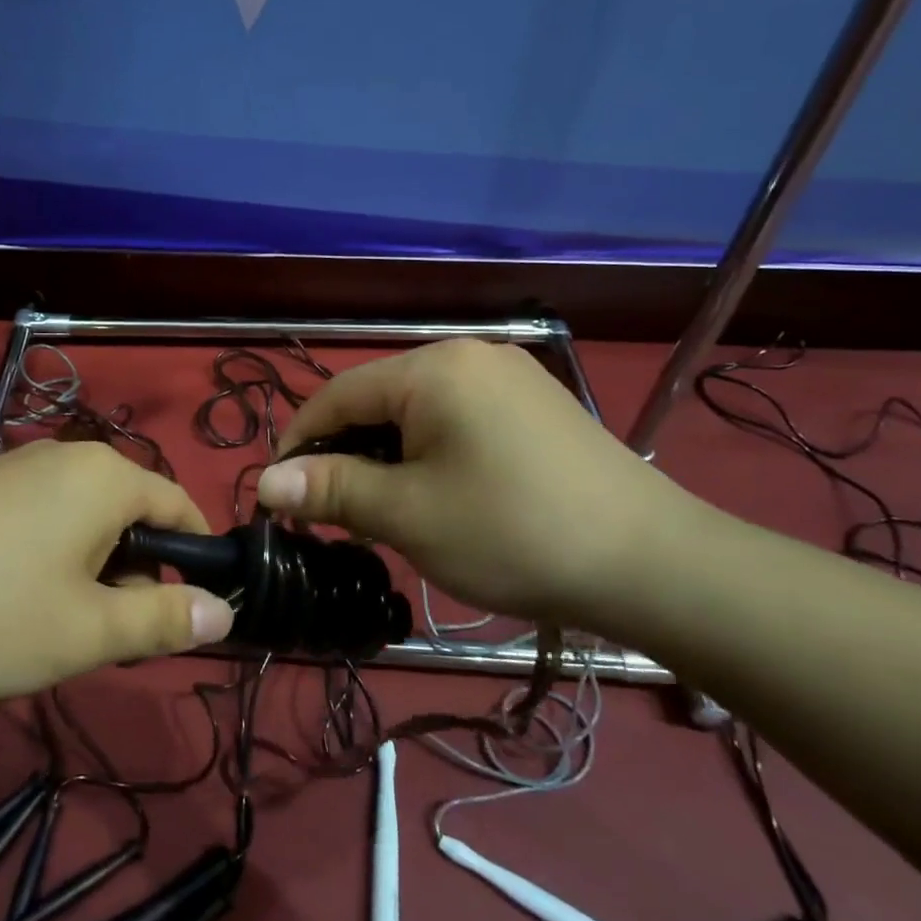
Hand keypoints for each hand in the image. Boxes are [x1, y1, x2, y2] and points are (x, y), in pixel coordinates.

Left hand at [0, 441, 233, 698]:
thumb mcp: (88, 631)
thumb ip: (164, 622)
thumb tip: (225, 613)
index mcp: (107, 478)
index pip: (181, 506)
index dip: (197, 560)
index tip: (190, 614)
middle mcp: (69, 457)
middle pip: (132, 516)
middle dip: (136, 576)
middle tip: (110, 639)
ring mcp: (20, 467)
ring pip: (86, 521)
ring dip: (92, 573)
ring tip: (56, 627)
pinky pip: (44, 518)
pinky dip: (52, 559)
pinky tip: (13, 602)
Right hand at [255, 340, 692, 623]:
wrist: (655, 565)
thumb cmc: (513, 533)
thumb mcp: (408, 515)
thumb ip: (331, 490)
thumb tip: (265, 483)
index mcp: (432, 369)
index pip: (336, 396)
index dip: (299, 443)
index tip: (278, 496)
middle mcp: (467, 355)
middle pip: (376, 400)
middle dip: (344, 454)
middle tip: (331, 514)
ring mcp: (507, 376)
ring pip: (415, 412)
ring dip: (385, 457)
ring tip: (381, 510)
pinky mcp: (533, 404)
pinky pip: (455, 419)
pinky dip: (427, 453)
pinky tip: (435, 493)